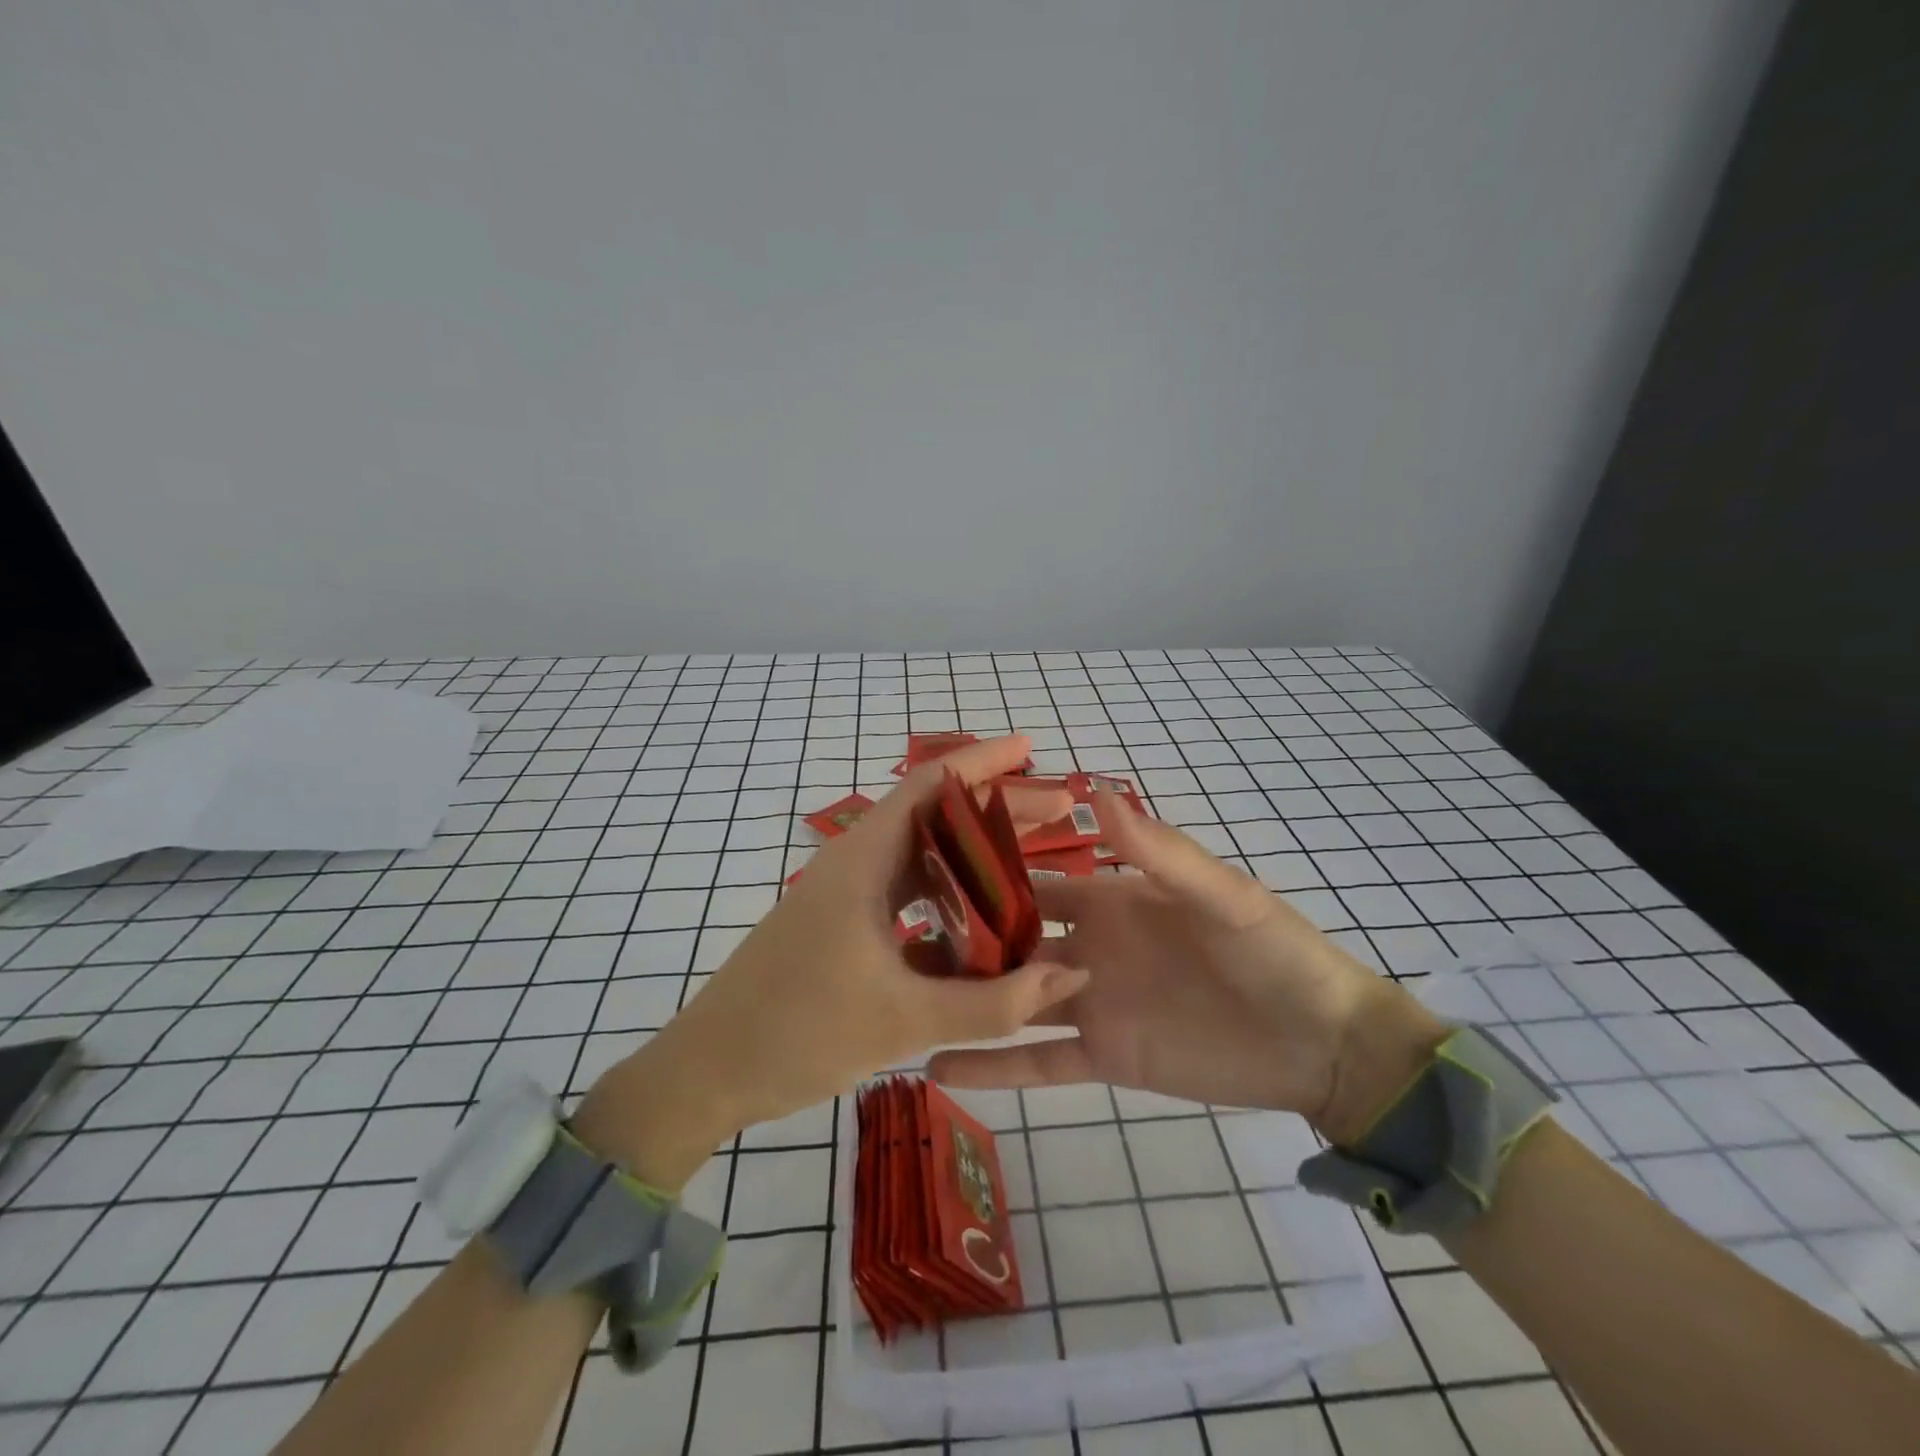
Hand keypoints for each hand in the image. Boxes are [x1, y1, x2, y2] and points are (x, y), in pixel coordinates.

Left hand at [582, 735, 1090, 1172]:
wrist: (709, 1073)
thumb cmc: (797, 1032)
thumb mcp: (903, 1020)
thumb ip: (992, 1002)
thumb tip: (1070, 973)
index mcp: (862, 860)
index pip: (930, 784)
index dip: (983, 761)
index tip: (1031, 750)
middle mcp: (856, 864)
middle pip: (936, 817)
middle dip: (996, 810)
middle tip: (1057, 813)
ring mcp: (847, 896)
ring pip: (923, 861)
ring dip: (974, 860)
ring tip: (1033, 863)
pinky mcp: (844, 928)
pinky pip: (908, 900)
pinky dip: (949, 903)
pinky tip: (985, 928)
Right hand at [928, 794, 1445, 1143]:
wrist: (1320, 1043)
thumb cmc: (1274, 953)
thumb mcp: (1220, 895)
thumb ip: (1159, 851)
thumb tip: (1099, 789)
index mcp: (1110, 900)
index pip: (1035, 880)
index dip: (989, 873)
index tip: (930, 867)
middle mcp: (1087, 947)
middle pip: (1011, 940)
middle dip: (962, 938)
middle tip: (895, 939)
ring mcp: (1089, 1004)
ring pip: (1011, 999)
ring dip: (964, 999)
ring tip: (899, 999)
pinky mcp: (1101, 1058)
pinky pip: (1037, 1062)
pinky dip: (991, 1066)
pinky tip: (936, 1068)